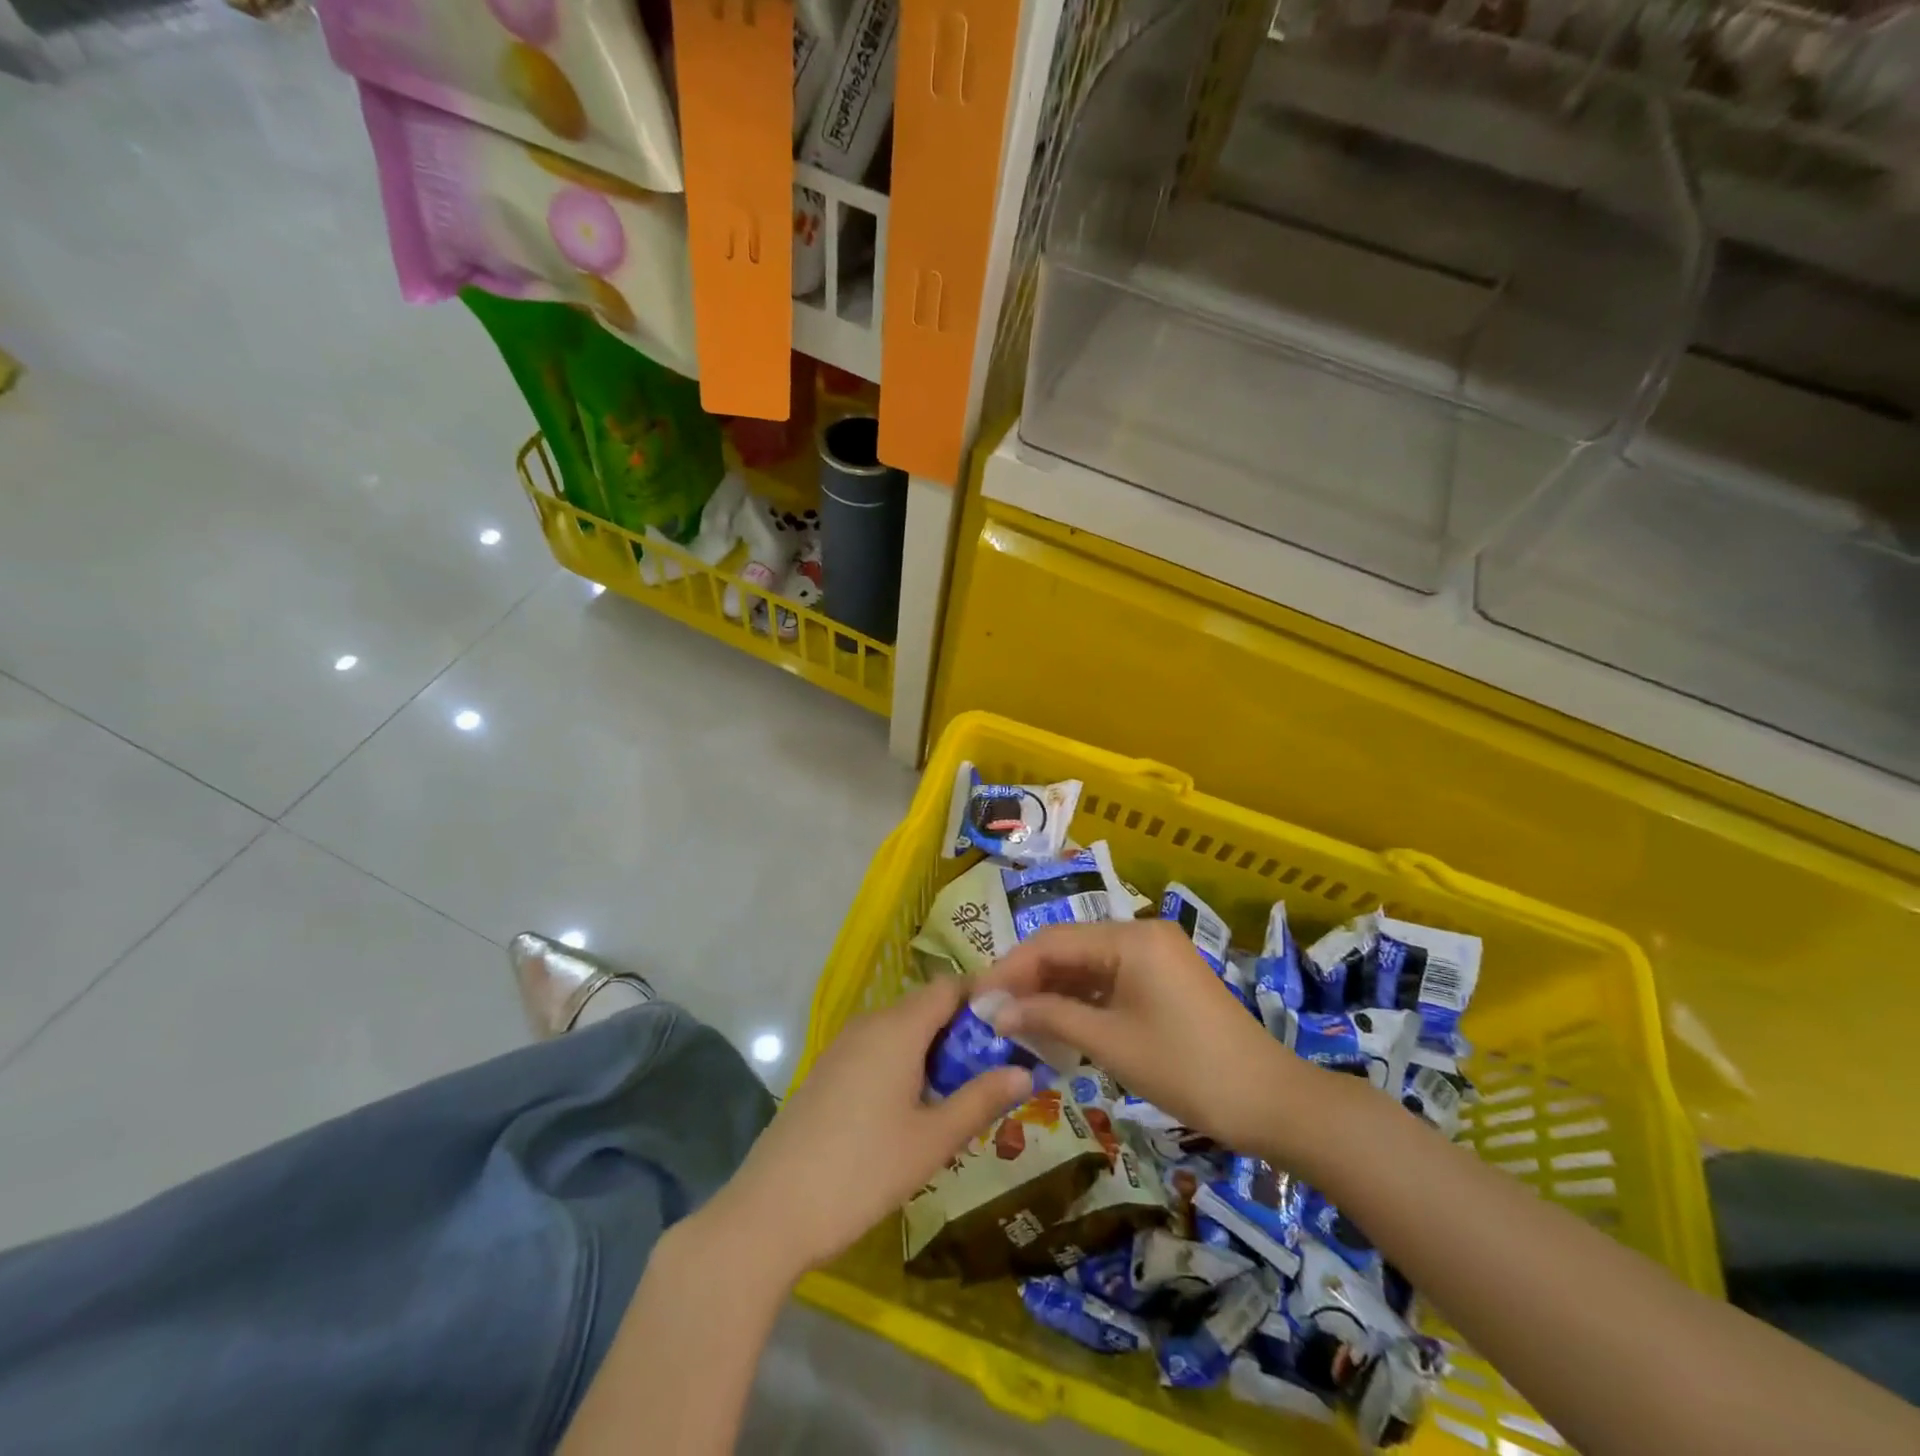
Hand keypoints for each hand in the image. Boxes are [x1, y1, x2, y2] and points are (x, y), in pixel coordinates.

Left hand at [708, 977, 1032, 1282]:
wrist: (771, 1211)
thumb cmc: (862, 1170)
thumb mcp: (932, 1140)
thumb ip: (981, 1100)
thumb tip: (1025, 1072)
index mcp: (898, 1027)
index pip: (949, 986)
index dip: (983, 998)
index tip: (1014, 1027)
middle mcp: (869, 1024)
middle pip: (926, 1007)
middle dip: (963, 1031)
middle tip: (994, 1071)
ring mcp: (843, 1046)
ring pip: (901, 1030)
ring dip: (933, 1051)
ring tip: (960, 1095)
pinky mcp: (827, 1071)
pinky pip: (877, 1049)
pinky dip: (904, 1063)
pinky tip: (913, 1109)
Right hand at [976, 919, 1315, 1157]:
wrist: (1270, 1102)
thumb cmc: (1185, 1069)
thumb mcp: (1110, 1043)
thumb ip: (1049, 1017)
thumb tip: (995, 1011)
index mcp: (1130, 937)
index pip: (1052, 941)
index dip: (1010, 968)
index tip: (977, 997)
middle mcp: (1142, 934)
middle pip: (1070, 949)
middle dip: (1030, 979)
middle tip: (993, 1012)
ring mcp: (1157, 956)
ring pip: (1089, 966)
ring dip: (1054, 991)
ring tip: (1017, 1020)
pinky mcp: (1165, 980)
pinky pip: (1112, 980)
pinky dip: (1083, 1000)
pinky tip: (1058, 1024)